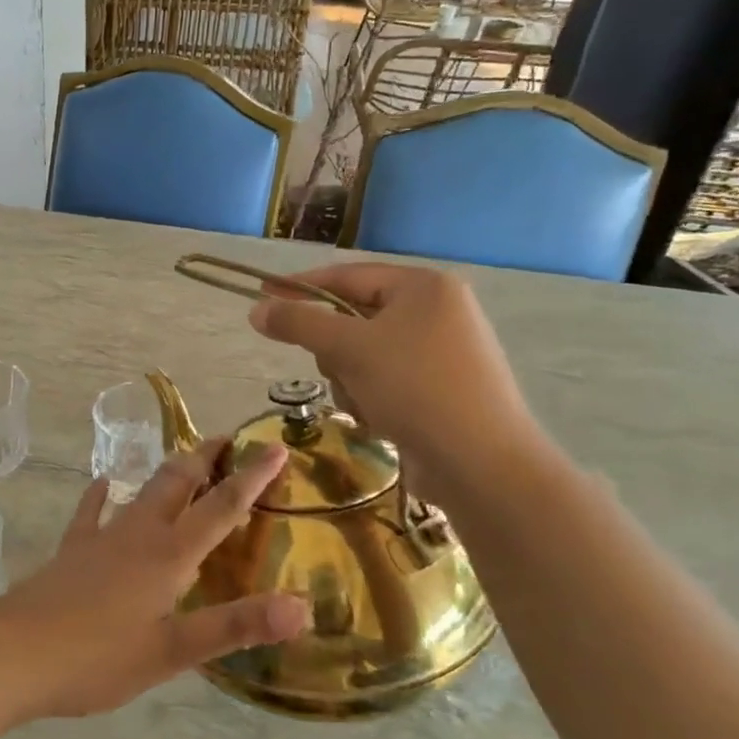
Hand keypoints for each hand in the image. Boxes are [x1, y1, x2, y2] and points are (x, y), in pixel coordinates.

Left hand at [0, 441, 310, 719]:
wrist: (14, 652)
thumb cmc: (97, 657)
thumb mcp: (173, 651)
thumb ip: (235, 626)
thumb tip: (302, 606)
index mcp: (169, 554)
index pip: (222, 506)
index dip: (252, 476)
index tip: (277, 446)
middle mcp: (138, 533)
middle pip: (178, 482)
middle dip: (206, 458)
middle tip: (228, 439)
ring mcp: (101, 537)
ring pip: (142, 491)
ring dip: (169, 472)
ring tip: (185, 460)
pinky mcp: (73, 550)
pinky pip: (92, 512)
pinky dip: (102, 495)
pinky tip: (104, 484)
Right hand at [249, 262, 548, 504]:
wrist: (481, 463)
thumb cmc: (415, 389)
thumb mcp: (349, 349)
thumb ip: (299, 323)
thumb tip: (256, 310)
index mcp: (424, 287)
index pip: (347, 275)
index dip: (300, 286)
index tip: (261, 295)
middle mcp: (438, 311)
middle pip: (354, 316)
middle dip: (336, 349)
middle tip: (335, 369)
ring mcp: (443, 351)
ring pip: (365, 353)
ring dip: (351, 378)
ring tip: (364, 403)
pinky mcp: (442, 388)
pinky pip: (386, 379)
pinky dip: (372, 396)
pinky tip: (381, 420)